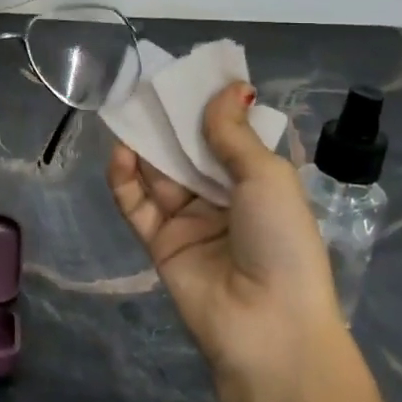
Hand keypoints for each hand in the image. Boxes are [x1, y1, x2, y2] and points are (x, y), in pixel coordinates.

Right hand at [108, 82, 356, 401]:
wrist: (267, 326)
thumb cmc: (281, 241)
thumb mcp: (266, 177)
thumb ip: (233, 133)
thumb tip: (230, 85)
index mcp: (257, 182)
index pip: (228, 136)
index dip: (209, 107)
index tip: (188, 75)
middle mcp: (222, 197)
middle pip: (188, 151)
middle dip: (170, 121)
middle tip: (146, 86)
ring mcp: (188, 220)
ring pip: (158, 173)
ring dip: (144, 145)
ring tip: (127, 112)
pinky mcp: (159, 242)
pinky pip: (137, 204)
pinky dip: (125, 179)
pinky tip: (121, 153)